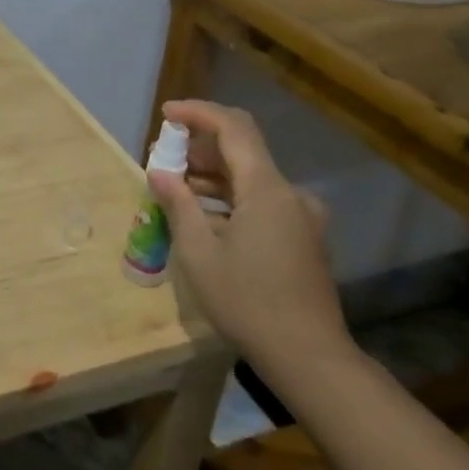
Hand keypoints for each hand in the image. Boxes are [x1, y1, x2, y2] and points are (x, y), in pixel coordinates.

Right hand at [147, 100, 350, 374]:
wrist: (309, 356)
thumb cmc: (247, 301)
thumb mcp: (199, 252)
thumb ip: (178, 204)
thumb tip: (160, 173)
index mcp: (267, 189)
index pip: (233, 128)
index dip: (198, 113)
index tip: (166, 114)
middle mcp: (290, 194)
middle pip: (243, 150)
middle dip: (200, 146)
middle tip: (164, 159)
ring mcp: (301, 216)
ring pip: (252, 177)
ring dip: (213, 174)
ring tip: (176, 188)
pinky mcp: (303, 237)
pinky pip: (262, 201)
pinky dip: (231, 197)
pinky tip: (205, 216)